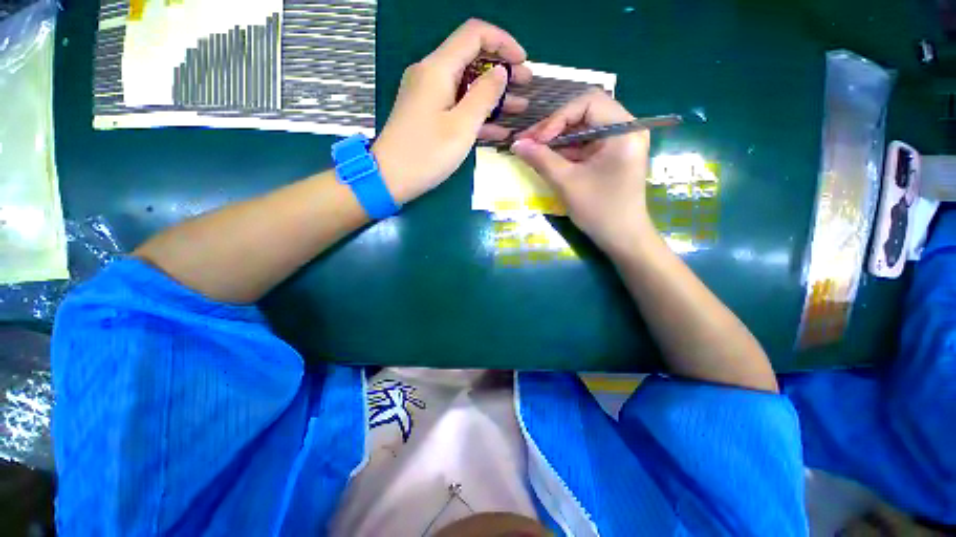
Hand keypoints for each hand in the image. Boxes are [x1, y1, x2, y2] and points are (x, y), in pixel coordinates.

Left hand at [372, 19, 531, 204]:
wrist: (390, 178)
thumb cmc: (426, 154)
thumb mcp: (461, 126)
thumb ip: (484, 95)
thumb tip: (500, 72)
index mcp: (438, 69)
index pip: (474, 35)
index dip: (503, 42)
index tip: (523, 62)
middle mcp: (431, 75)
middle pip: (471, 59)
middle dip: (502, 70)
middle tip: (526, 86)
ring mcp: (429, 97)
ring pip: (467, 86)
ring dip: (494, 96)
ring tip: (520, 108)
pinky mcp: (429, 115)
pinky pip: (458, 106)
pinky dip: (478, 114)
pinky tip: (500, 129)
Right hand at [512, 90, 654, 256]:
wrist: (622, 238)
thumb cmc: (599, 211)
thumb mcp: (567, 183)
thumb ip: (541, 159)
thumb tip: (516, 143)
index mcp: (624, 130)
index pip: (587, 102)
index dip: (557, 118)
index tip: (535, 140)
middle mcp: (626, 129)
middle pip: (584, 113)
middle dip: (554, 127)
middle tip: (528, 142)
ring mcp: (620, 142)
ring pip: (582, 129)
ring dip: (557, 139)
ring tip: (533, 150)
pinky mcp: (612, 155)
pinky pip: (585, 144)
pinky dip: (566, 150)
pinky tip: (547, 158)